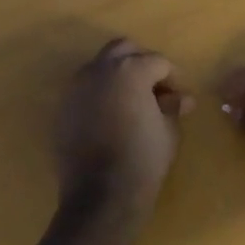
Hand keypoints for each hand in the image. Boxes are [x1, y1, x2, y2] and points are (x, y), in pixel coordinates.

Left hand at [54, 38, 194, 205]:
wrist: (100, 194)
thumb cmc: (142, 160)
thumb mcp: (168, 131)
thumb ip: (172, 107)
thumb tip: (181, 99)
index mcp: (129, 70)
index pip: (157, 62)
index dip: (173, 77)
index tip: (180, 97)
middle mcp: (99, 70)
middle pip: (123, 49)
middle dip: (141, 62)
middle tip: (155, 88)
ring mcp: (76, 87)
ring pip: (100, 66)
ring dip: (117, 75)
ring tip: (132, 101)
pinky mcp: (63, 107)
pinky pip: (84, 88)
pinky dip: (99, 92)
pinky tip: (110, 115)